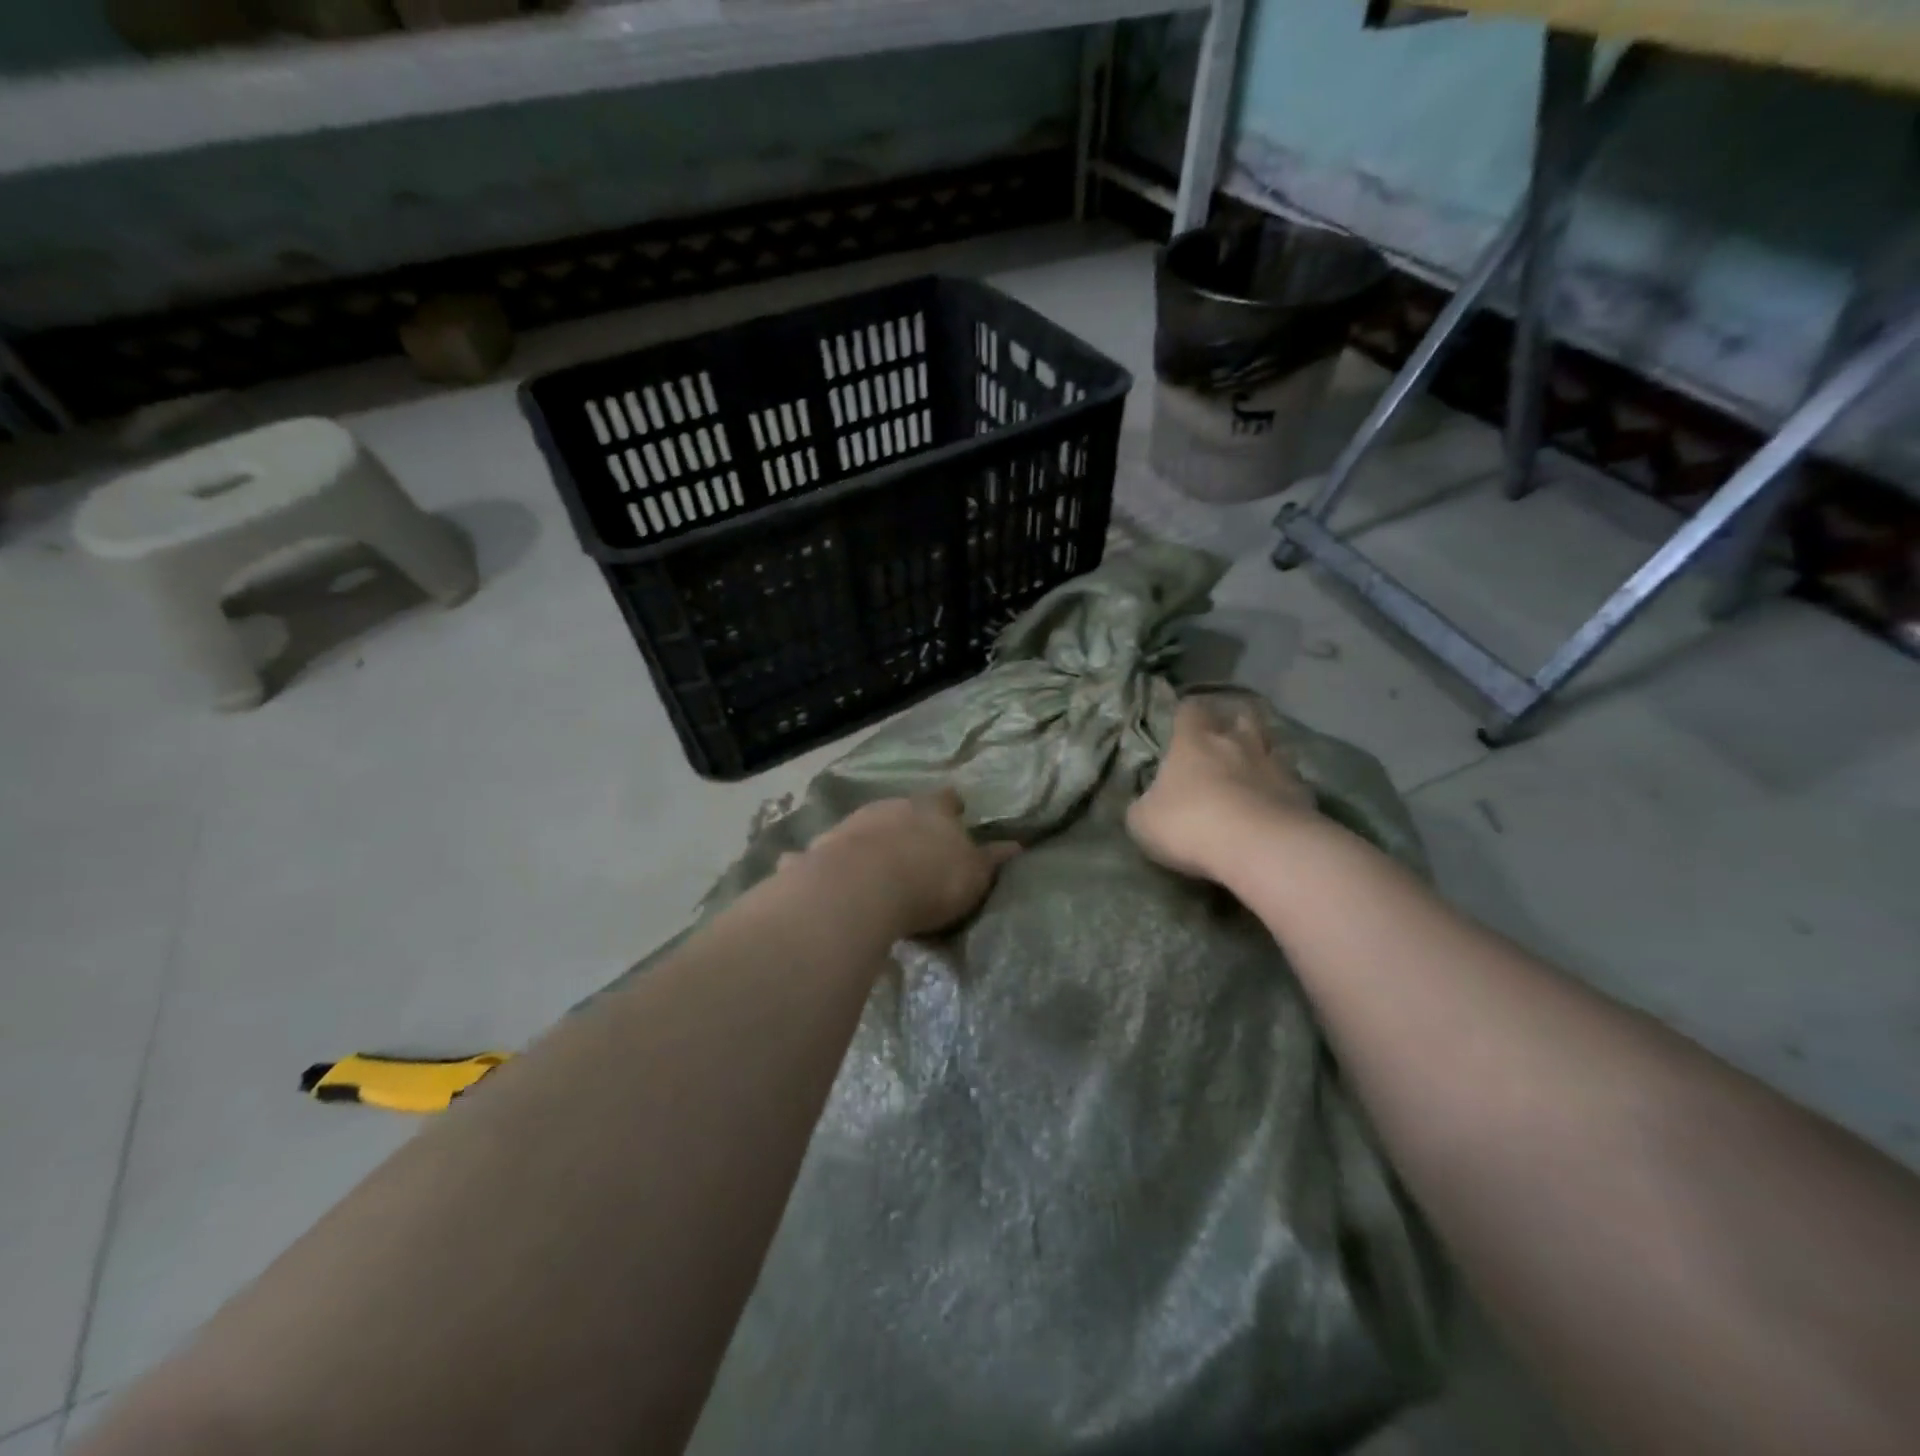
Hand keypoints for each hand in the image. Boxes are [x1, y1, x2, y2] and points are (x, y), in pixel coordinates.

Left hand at [785, 788, 1019, 938]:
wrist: (864, 886)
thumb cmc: (930, 879)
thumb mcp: (972, 875)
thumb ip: (991, 861)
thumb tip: (1016, 845)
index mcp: (933, 811)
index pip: (946, 800)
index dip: (951, 806)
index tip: (955, 811)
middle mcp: (892, 807)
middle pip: (902, 809)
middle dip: (906, 824)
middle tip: (911, 845)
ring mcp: (853, 823)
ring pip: (865, 826)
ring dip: (870, 840)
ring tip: (873, 864)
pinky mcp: (822, 847)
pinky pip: (827, 851)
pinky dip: (827, 859)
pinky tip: (822, 873)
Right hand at [1127, 695, 1317, 881]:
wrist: (1260, 848)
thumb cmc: (1190, 825)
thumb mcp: (1143, 821)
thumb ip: (1145, 804)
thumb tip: (1149, 802)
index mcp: (1193, 742)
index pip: (1190, 709)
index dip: (1185, 713)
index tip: (1181, 722)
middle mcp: (1237, 743)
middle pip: (1241, 716)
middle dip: (1233, 724)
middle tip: (1224, 739)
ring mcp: (1275, 765)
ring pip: (1273, 745)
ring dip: (1263, 753)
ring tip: (1254, 770)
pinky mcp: (1303, 794)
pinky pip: (1293, 781)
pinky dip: (1283, 788)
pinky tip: (1276, 804)